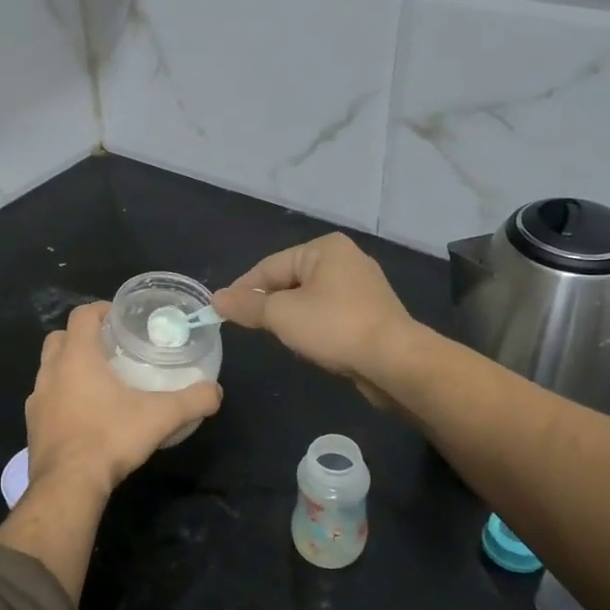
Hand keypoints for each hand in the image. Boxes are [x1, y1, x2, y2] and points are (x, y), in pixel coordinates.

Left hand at [25, 301, 222, 493]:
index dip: (100, 309)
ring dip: (68, 367)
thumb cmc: (110, 438)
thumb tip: (215, 392)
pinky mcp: (33, 425)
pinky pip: (46, 399)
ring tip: (98, 382)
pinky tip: (83, 415)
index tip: (120, 317)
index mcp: (77, 356)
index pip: (82, 315)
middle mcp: (51, 371)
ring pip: (49, 368)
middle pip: (60, 337)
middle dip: (81, 337)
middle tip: (109, 348)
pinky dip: (61, 397)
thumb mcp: (161, 417)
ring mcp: (37, 399)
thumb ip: (192, 400)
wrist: (68, 485)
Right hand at [214, 234, 415, 405]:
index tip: (221, 311)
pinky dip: (315, 327)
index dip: (243, 289)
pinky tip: (310, 345)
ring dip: (292, 318)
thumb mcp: (281, 315)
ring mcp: (362, 286)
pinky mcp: (371, 312)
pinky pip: (330, 314)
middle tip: (248, 327)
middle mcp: (346, 259)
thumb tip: (216, 299)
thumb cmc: (334, 327)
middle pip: (290, 280)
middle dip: (269, 304)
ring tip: (278, 338)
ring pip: (310, 299)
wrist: (393, 361)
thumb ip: (246, 306)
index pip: (270, 266)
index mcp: (324, 248)